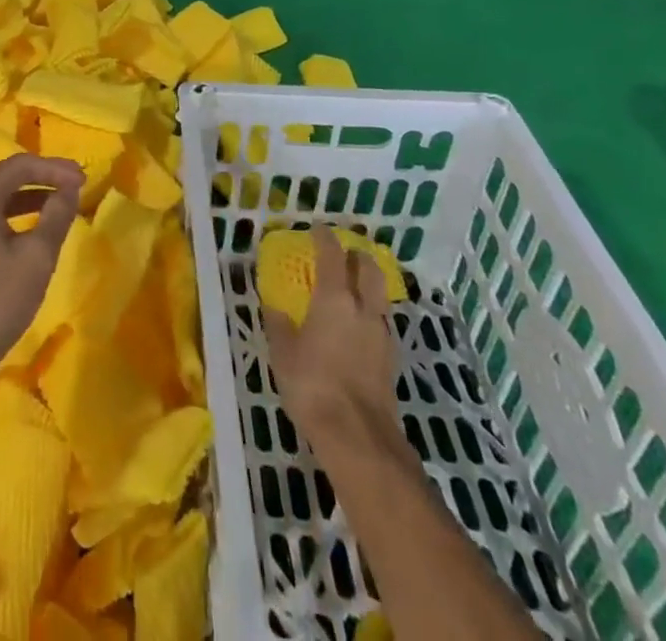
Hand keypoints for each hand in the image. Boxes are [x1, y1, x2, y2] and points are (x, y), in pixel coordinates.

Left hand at [0, 153, 83, 384]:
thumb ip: (56, 216)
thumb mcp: (36, 257)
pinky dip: (16, 216)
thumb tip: (70, 189)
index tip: (84, 178)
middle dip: (44, 179)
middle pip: (7, 177)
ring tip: (61, 207)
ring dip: (31, 198)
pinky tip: (35, 232)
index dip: (55, 168)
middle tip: (76, 187)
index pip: (21, 165)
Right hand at [262, 226, 406, 457]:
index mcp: (335, 298)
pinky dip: (369, 312)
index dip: (324, 237)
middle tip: (341, 253)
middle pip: (368, 268)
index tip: (316, 228)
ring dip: (366, 283)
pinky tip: (356, 326)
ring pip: (379, 294)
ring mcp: (381, 333)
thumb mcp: (283, 353)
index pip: (332, 254)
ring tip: (350, 288)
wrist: (359, 438)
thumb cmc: (313, 385)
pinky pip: (380, 320)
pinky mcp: (390, 358)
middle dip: (355, 255)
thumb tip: (274, 306)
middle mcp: (363, 308)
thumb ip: (279, 324)